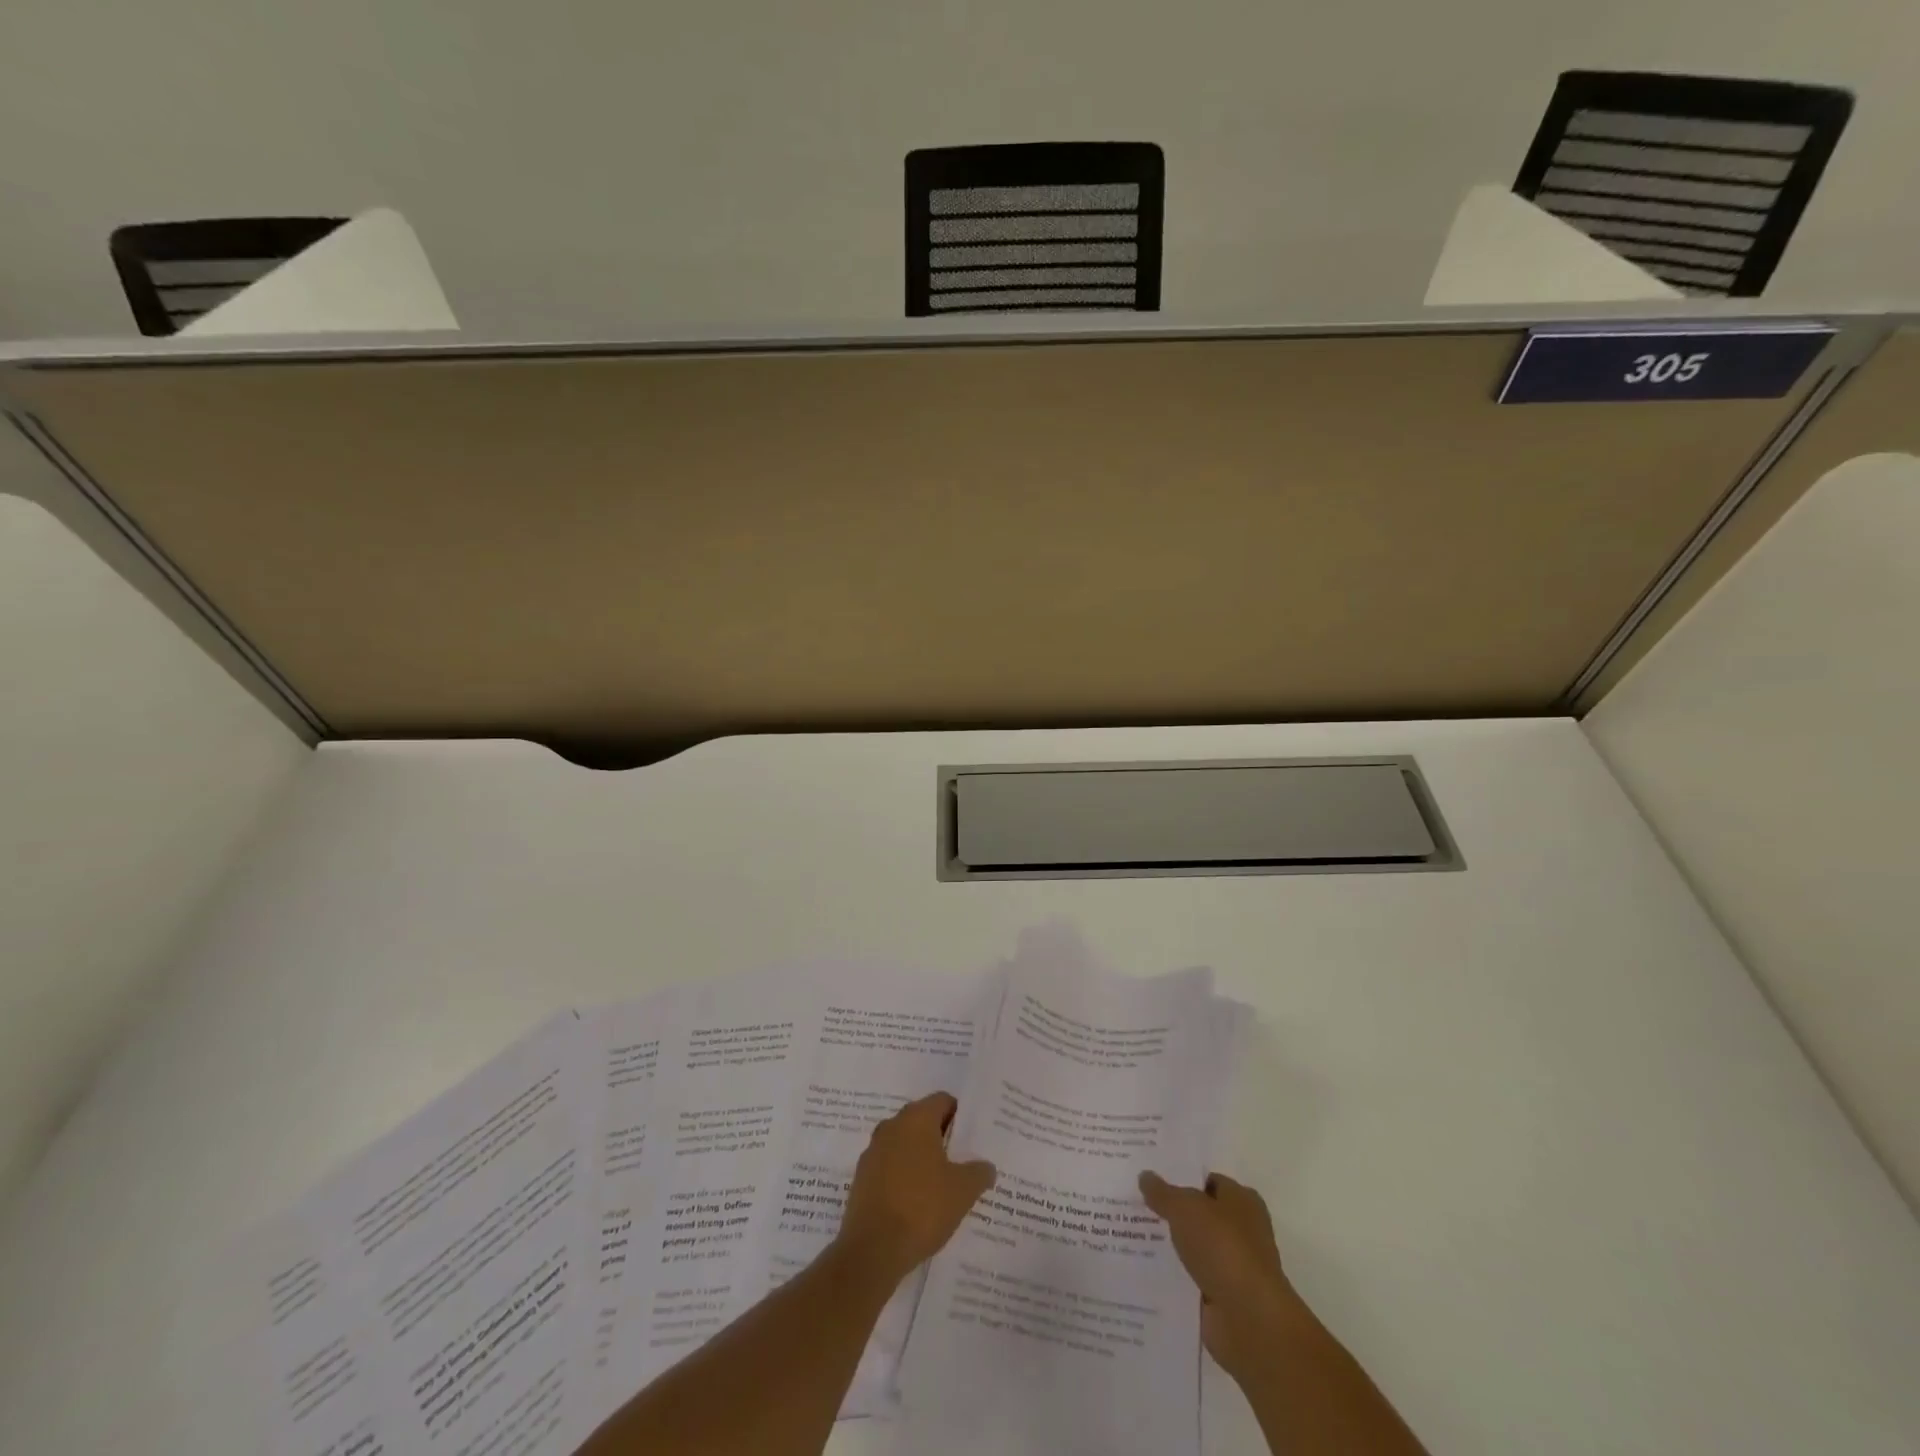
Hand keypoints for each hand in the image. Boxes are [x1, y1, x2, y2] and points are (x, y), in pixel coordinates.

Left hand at [837, 1093, 995, 1284]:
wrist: (872, 1250)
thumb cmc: (922, 1208)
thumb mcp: (963, 1191)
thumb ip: (979, 1172)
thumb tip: (986, 1166)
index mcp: (916, 1119)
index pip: (943, 1101)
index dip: (961, 1116)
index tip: (973, 1139)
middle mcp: (891, 1126)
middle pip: (923, 1121)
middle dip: (942, 1138)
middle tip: (962, 1161)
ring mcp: (873, 1152)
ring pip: (905, 1145)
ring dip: (921, 1159)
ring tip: (942, 1186)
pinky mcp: (861, 1179)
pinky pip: (890, 1168)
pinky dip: (904, 1177)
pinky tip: (917, 1203)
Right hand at [1139, 1170, 1308, 1377]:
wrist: (1249, 1320)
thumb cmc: (1223, 1248)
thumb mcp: (1185, 1208)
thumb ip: (1163, 1192)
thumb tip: (1145, 1176)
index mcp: (1242, 1201)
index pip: (1208, 1181)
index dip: (1181, 1178)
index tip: (1151, 1179)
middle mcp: (1243, 1231)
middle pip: (1201, 1215)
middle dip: (1173, 1213)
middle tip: (1135, 1205)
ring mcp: (1234, 1267)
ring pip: (1195, 1248)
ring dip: (1172, 1246)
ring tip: (1132, 1235)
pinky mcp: (1224, 1298)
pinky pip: (1193, 1279)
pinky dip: (1175, 1277)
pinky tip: (1146, 1270)